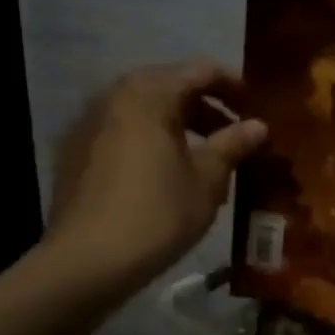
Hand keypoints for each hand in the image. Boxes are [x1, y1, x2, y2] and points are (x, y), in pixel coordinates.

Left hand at [42, 60, 266, 302]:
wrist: (84, 263)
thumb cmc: (157, 213)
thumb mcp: (207, 179)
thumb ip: (233, 144)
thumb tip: (258, 126)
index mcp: (149, 93)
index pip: (201, 71)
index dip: (234, 86)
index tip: (257, 109)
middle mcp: (115, 96)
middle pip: (170, 87)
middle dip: (207, 108)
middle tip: (235, 135)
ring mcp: (90, 124)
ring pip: (146, 111)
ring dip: (179, 126)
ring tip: (206, 158)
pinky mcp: (76, 153)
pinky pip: (124, 133)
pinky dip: (151, 142)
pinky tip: (167, 175)